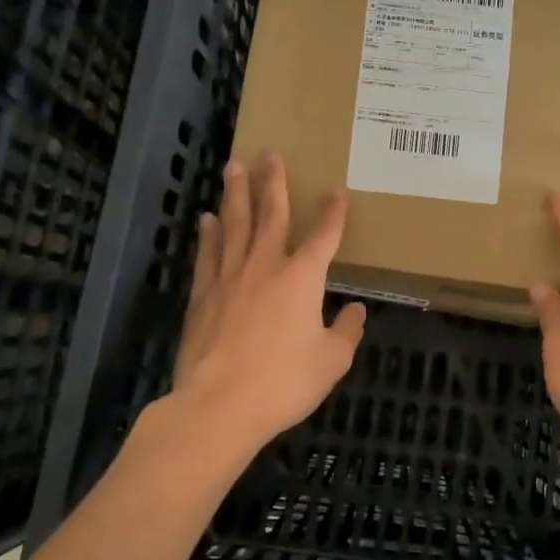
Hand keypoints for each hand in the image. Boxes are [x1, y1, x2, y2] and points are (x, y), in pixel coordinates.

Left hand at [171, 151, 365, 454]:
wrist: (218, 407)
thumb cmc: (283, 383)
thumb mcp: (331, 362)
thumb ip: (346, 332)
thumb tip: (357, 310)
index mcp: (302, 279)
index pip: (323, 235)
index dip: (333, 212)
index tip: (337, 190)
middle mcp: (265, 267)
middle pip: (271, 215)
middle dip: (273, 182)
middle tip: (270, 152)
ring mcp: (229, 278)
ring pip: (234, 225)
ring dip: (236, 195)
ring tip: (233, 167)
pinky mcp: (203, 296)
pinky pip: (208, 255)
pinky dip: (209, 235)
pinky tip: (208, 220)